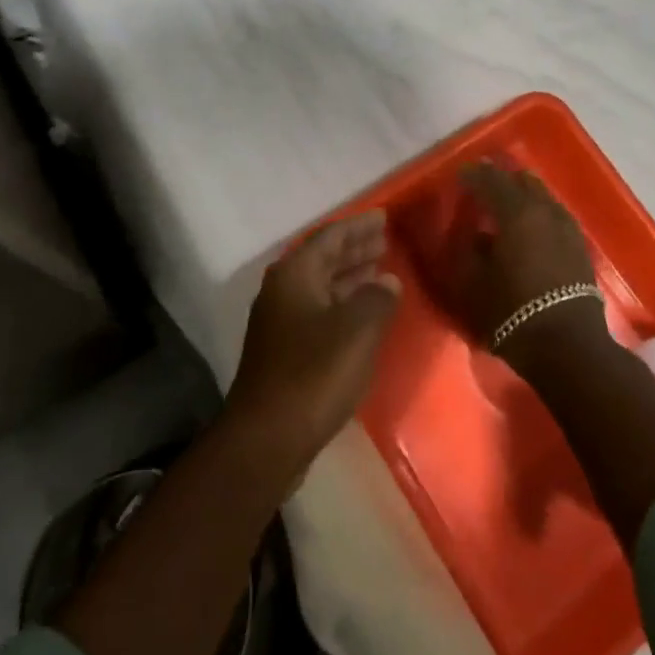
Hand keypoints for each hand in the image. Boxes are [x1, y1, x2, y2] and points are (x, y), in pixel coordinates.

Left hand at [227, 212, 400, 476]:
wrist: (267, 437)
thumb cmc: (314, 373)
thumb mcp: (356, 330)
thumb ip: (377, 299)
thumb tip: (388, 281)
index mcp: (295, 274)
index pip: (330, 236)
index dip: (359, 226)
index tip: (384, 218)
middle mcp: (282, 290)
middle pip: (323, 258)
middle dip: (354, 249)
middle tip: (385, 241)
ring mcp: (280, 321)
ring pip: (321, 286)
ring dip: (350, 276)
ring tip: (381, 271)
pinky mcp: (284, 350)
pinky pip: (319, 310)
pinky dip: (342, 303)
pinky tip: (363, 314)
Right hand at [451, 164, 607, 357]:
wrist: (568, 346)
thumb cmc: (512, 312)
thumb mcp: (471, 282)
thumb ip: (465, 248)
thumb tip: (469, 231)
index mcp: (516, 212)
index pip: (490, 179)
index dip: (472, 175)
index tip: (459, 176)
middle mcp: (544, 210)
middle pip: (522, 181)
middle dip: (501, 179)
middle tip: (483, 186)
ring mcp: (567, 227)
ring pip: (543, 195)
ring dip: (523, 194)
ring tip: (506, 204)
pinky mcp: (579, 246)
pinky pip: (555, 214)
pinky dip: (539, 212)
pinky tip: (531, 226)